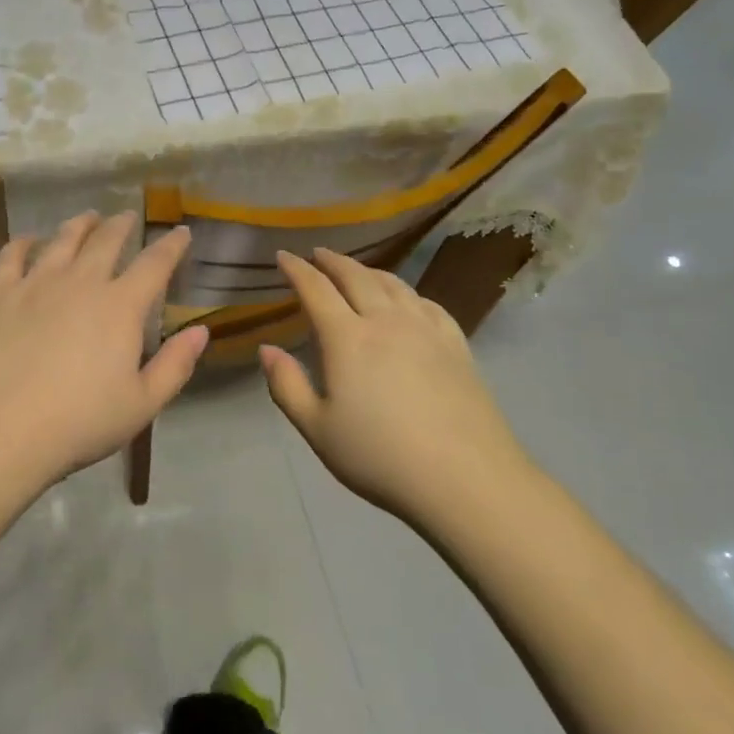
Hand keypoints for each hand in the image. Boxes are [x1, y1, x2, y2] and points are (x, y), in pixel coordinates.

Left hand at [0, 212, 208, 495]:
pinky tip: (28, 241)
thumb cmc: (78, 424)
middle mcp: (81, 282)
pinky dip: (24, 242)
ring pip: (62, 240)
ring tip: (88, 218)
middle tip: (127, 217)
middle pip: (106, 241)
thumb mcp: (141, 405)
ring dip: (80, 225)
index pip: (155, 263)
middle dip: (122, 225)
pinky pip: (12, 255)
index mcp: (120, 306)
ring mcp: (35, 284)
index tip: (181, 232)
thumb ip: (175, 365)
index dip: (172, 245)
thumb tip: (201, 330)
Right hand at [260, 249, 533, 523]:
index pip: (316, 289)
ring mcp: (426, 330)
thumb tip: (266, 349)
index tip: (283, 256)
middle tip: (318, 254)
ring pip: (393, 284)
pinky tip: (408, 300)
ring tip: (357, 270)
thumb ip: (287, 386)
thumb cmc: (381, 457)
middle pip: (356, 277)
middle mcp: (385, 321)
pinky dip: (408, 293)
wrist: (466, 479)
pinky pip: (428, 304)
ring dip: (369, 270)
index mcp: (347, 338)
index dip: (296, 269)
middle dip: (332, 261)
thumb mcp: (318, 430)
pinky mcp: (456, 345)